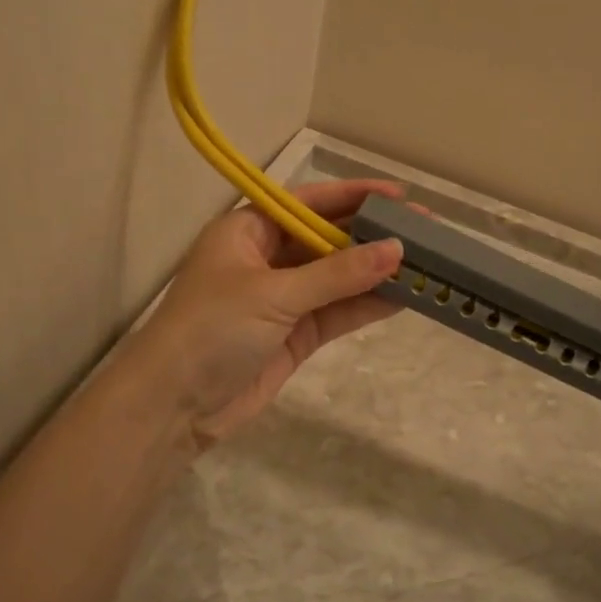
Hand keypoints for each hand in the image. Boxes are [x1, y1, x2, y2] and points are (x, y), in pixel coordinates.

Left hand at [120, 179, 405, 447]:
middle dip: (372, 235)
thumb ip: (337, 274)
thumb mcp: (274, 293)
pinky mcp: (295, 335)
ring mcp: (283, 298)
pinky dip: (367, 304)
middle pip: (328, 239)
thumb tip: (397, 248)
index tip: (398, 195)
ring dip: (376, 272)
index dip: (353, 196)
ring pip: (338, 278)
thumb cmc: (213, 329)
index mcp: (248, 230)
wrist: (173, 406)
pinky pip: (338, 312)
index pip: (308, 202)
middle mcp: (267, 258)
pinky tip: (404, 296)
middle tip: (425, 230)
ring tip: (427, 263)